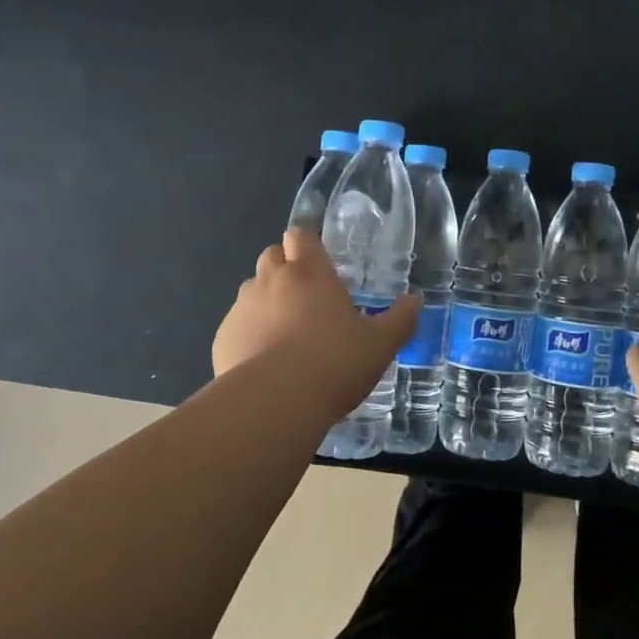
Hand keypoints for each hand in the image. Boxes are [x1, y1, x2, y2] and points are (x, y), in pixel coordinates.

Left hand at [212, 230, 422, 400]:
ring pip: (252, 289)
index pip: (301, 235)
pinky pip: (236, 324)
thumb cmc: (335, 363)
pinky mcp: (223, 336)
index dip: (307, 244)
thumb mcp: (380, 344)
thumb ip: (400, 319)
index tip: (318, 261)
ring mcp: (243, 307)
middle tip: (306, 297)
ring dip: (266, 300)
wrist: (276, 403)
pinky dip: (248, 333)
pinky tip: (263, 361)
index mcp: (310, 272)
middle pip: (272, 255)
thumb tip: (415, 300)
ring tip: (284, 333)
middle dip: (286, 267)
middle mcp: (272, 280)